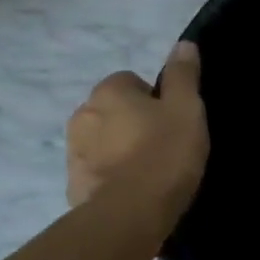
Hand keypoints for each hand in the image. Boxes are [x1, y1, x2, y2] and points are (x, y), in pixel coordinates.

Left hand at [66, 42, 209, 221]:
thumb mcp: (187, 109)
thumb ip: (183, 75)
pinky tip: (134, 193)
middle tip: (164, 147)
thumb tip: (183, 44)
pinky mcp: (73, 185)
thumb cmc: (164, 154)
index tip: (172, 123)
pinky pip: (97, 172)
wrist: (130, 214)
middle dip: (133, 124)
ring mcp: (73, 152)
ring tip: (150, 173)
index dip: (155, 100)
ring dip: (119, 151)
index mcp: (109, 91)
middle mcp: (82, 114)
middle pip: (113, 112)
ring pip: (102, 142)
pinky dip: (111, 178)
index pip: (132, 82)